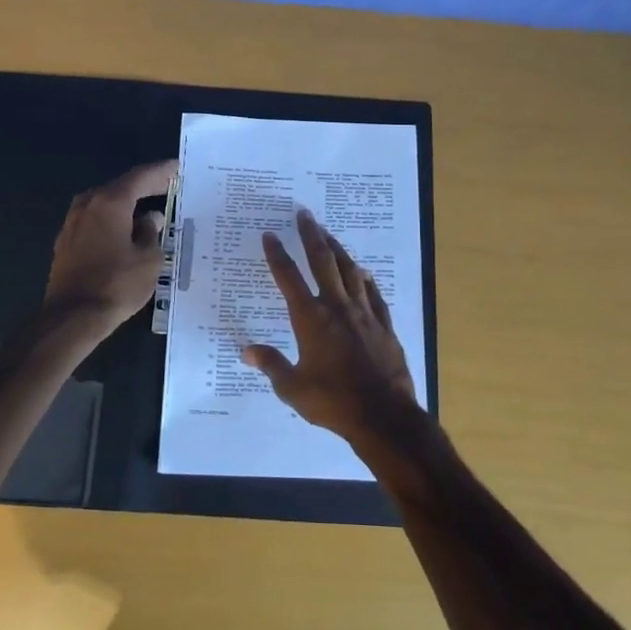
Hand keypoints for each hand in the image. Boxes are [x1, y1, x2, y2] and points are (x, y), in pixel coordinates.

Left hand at [44, 160, 174, 331]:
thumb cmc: (116, 285)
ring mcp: (73, 222)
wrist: (72, 317)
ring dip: (128, 203)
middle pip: (121, 186)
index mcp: (110, 202)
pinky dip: (114, 218)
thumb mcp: (149, 260)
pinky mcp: (66, 241)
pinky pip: (96, 219)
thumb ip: (151, 232)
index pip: (141, 177)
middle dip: (146, 186)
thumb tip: (150, 218)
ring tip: (151, 207)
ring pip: (106, 203)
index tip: (179, 168)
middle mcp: (88, 204)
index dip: (162, 172)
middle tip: (170, 187)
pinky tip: (126, 230)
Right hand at [242, 208, 420, 448]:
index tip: (270, 234)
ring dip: (338, 250)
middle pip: (322, 262)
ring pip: (350, 271)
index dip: (277, 254)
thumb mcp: (293, 387)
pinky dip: (366, 280)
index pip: (289, 278)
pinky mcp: (384, 325)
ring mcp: (364, 313)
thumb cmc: (333, 402)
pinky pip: (374, 294)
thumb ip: (271, 364)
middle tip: (304, 214)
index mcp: (310, 319)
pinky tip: (363, 273)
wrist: (383, 416)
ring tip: (328, 234)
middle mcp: (337, 307)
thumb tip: (246, 350)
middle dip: (311, 235)